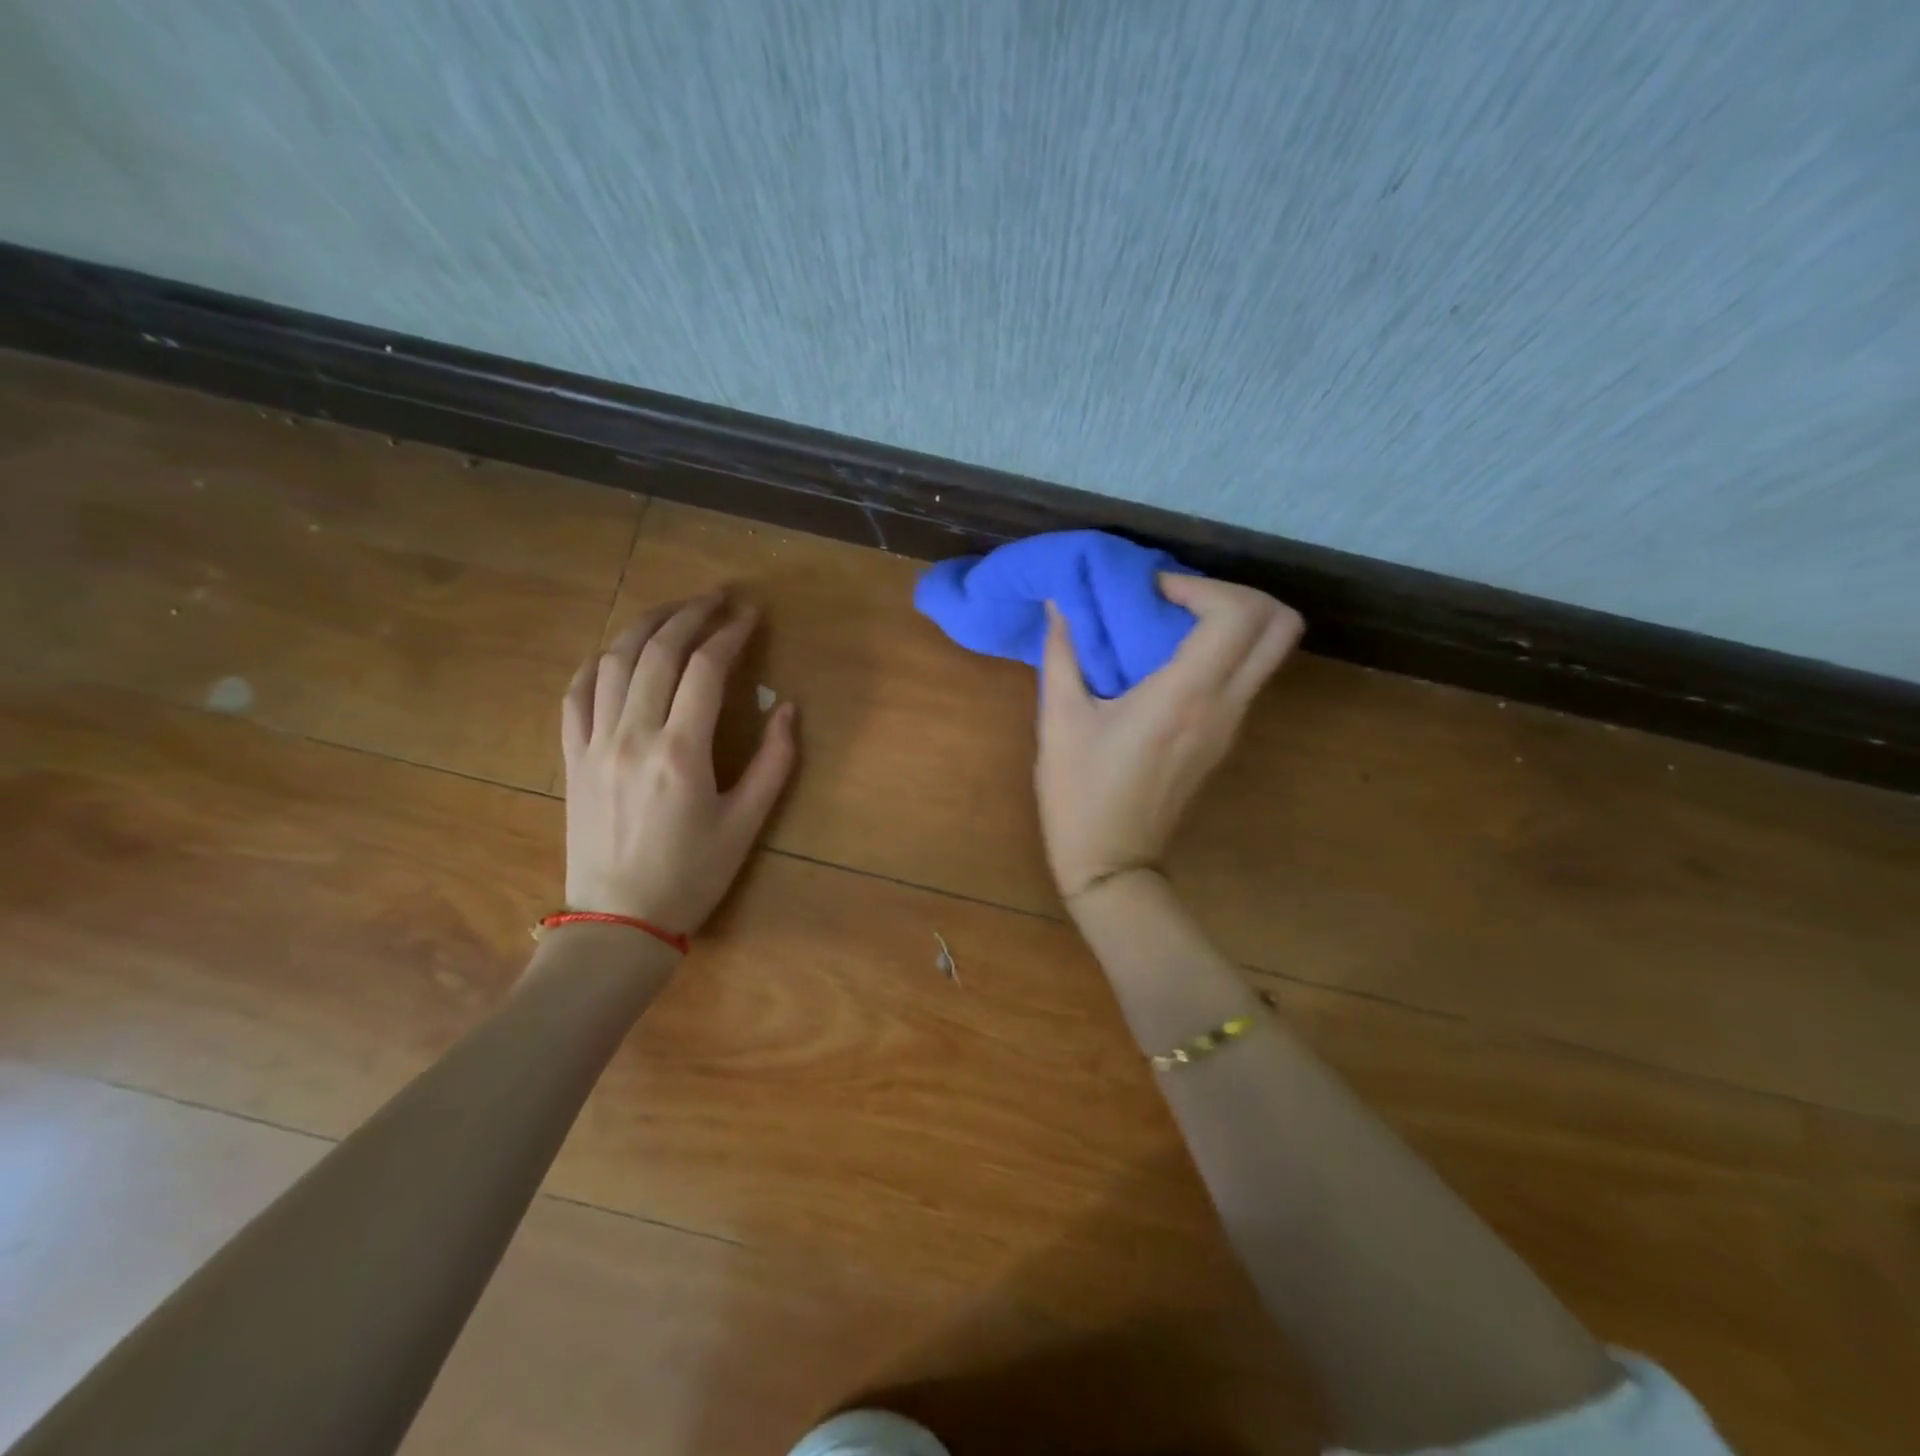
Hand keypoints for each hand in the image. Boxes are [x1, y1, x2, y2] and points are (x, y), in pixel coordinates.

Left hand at [561, 592, 797, 933]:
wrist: (619, 922)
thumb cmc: (692, 876)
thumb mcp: (747, 824)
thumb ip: (774, 762)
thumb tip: (789, 708)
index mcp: (681, 752)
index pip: (705, 668)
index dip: (731, 633)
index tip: (751, 614)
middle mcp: (632, 735)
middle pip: (658, 651)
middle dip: (690, 613)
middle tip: (718, 597)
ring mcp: (594, 743)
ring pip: (613, 661)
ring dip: (645, 625)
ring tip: (674, 611)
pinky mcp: (571, 757)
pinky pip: (576, 693)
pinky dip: (598, 662)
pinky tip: (618, 653)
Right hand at [1036, 575, 1302, 902]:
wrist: (1112, 865)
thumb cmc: (1080, 794)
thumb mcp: (1060, 722)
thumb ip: (1062, 654)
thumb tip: (1059, 605)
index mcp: (1185, 696)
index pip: (1237, 614)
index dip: (1202, 585)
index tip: (1155, 591)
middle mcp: (1224, 706)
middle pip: (1281, 626)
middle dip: (1238, 594)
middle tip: (1182, 598)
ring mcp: (1233, 726)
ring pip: (1270, 651)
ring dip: (1233, 622)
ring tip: (1172, 624)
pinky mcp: (1226, 740)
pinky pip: (1248, 676)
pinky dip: (1225, 651)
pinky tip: (1170, 660)